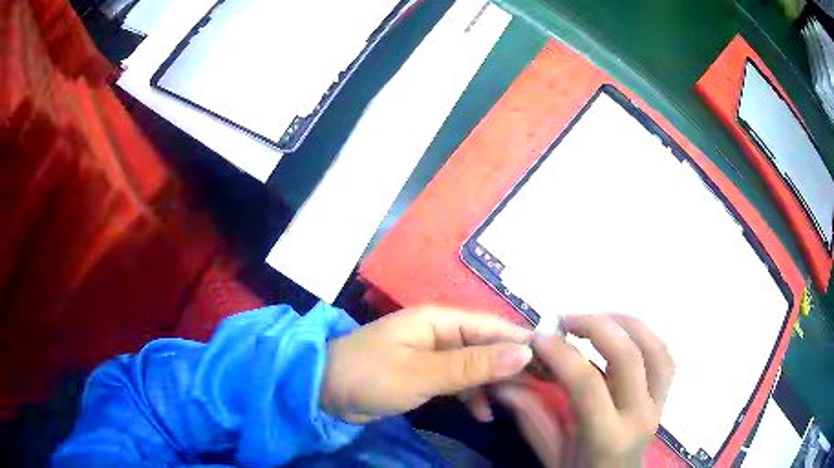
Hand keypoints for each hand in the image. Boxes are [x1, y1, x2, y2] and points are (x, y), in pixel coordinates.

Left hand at [321, 306, 533, 423]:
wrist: (324, 392)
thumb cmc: (370, 376)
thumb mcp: (424, 373)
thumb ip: (473, 365)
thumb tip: (525, 352)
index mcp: (439, 319)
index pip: (492, 326)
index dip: (523, 341)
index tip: (553, 358)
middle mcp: (439, 332)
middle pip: (486, 345)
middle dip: (511, 365)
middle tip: (542, 386)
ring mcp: (432, 354)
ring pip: (474, 365)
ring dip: (492, 384)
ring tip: (515, 403)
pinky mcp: (424, 374)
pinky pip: (457, 381)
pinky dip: (470, 396)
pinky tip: (482, 414)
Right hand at [496, 314, 674, 467]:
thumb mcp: (551, 454)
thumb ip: (531, 417)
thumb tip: (503, 382)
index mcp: (607, 438)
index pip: (587, 384)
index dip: (561, 354)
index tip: (539, 338)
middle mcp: (639, 416)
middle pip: (628, 356)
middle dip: (595, 326)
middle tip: (565, 320)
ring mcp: (658, 404)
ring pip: (655, 349)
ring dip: (626, 324)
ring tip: (596, 319)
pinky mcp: (664, 398)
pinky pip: (664, 357)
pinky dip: (645, 337)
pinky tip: (622, 334)